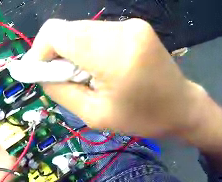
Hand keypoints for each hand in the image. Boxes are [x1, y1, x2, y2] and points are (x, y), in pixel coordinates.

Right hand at [24, 18, 203, 137]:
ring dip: (75, 49)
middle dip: (58, 52)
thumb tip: (41, 71)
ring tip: (91, 73)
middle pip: (67, 29)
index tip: (42, 72)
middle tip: (69, 77)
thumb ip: (60, 90)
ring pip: (81, 28)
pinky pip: (97, 30)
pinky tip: (104, 63)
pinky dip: (90, 45)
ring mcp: (130, 24)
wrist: (182, 106)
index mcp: (113, 54)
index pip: (56, 32)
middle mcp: (121, 29)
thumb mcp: (95, 115)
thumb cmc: (143, 117)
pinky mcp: (135, 24)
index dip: (40, 50)